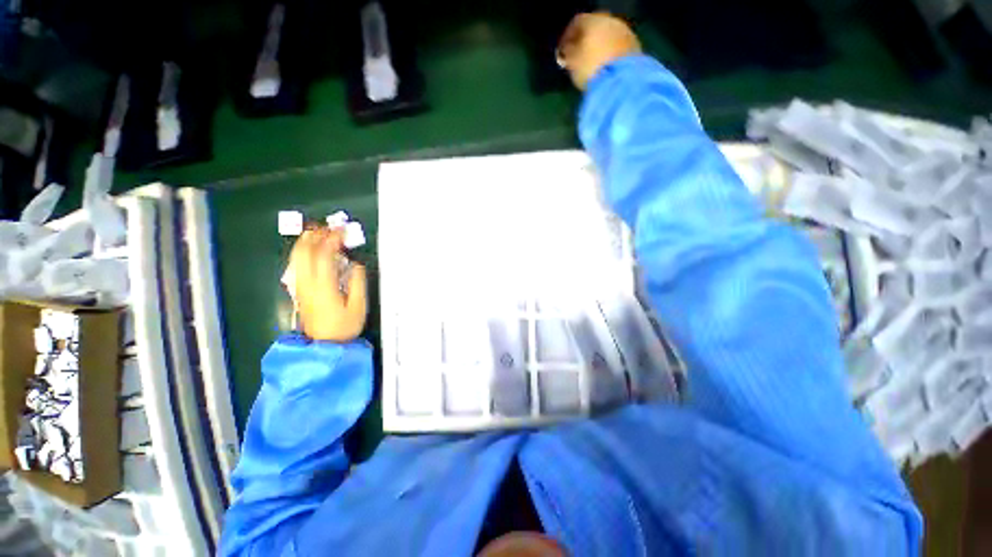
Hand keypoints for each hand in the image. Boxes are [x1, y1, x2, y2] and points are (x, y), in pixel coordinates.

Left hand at [286, 228, 366, 341]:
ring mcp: (301, 287)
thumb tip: (356, 265)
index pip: (324, 255)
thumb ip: (358, 283)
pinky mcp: (300, 291)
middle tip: (327, 227)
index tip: (342, 231)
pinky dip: (301, 253)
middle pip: (304, 253)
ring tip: (316, 232)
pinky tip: (308, 250)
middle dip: (315, 236)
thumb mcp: (358, 306)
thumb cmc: (344, 326)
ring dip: (305, 242)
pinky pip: (296, 266)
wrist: (325, 345)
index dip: (332, 240)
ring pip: (296, 258)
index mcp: (324, 286)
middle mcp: (308, 283)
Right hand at [557, 12, 640, 89]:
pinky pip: (618, 47)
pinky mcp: (635, 47)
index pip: (577, 22)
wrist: (622, 81)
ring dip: (599, 47)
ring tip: (592, 63)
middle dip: (586, 40)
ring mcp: (626, 32)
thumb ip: (568, 54)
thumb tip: (566, 51)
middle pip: (595, 27)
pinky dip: (610, 54)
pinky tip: (605, 67)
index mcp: (593, 20)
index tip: (562, 52)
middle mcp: (611, 21)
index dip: (567, 37)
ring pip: (608, 36)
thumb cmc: (591, 69)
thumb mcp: (572, 63)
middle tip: (578, 56)